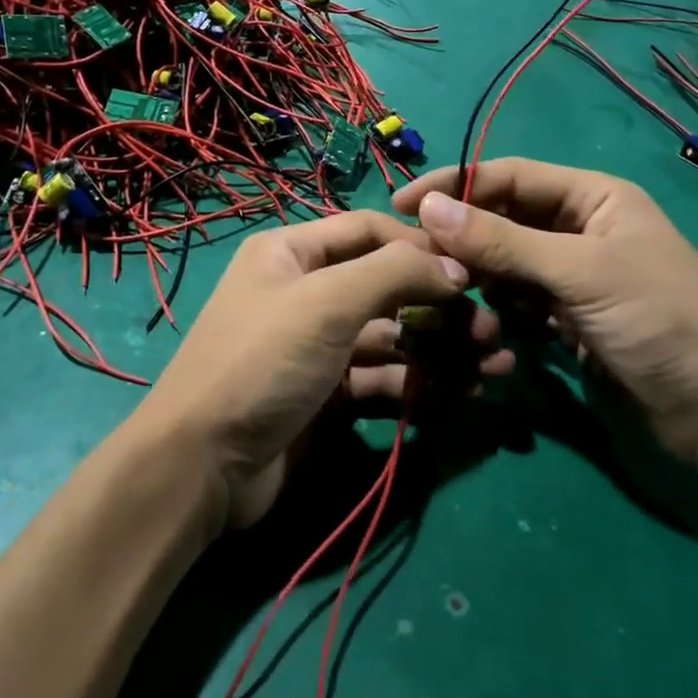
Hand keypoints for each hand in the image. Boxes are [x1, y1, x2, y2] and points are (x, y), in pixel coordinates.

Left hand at [138, 211, 513, 531]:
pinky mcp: (327, 396)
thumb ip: (395, 272)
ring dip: (442, 349)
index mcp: (292, 253)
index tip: (474, 269)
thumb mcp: (327, 302)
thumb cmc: (263, 362)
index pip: (370, 230)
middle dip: (442, 306)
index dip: (422, 246)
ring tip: (496, 366)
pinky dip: (420, 384)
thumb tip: (456, 267)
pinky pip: (383, 380)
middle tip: (495, 330)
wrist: (202, 467)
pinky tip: (462, 393)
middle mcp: (306, 293)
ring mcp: (317, 347)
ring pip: (392, 337)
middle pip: (387, 287)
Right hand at [394, 158, 697, 463]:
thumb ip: (503, 241)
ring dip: (480, 279)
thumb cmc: (662, 322)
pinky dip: (500, 312)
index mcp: (594, 198)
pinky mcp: (570, 321)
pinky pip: (519, 303)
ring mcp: (575, 278)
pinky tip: (488, 329)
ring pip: (507, 265)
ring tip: (450, 297)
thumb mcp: (581, 272)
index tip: (401, 205)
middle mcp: (582, 229)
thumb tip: (429, 207)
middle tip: (415, 259)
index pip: (510, 177)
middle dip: (465, 237)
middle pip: (505, 220)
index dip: (455, 186)